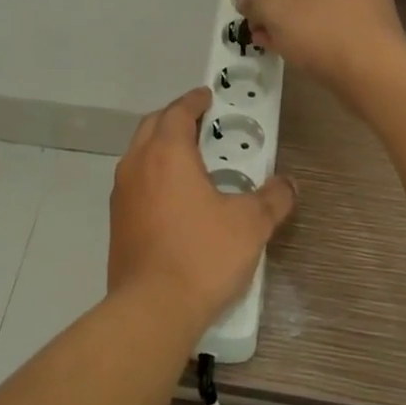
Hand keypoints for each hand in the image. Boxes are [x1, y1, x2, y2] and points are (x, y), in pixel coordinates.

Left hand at [108, 87, 295, 331]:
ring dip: (160, 147)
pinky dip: (152, 175)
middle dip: (174, 119)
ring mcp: (122, 195)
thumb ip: (273, 198)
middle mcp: (137, 166)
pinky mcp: (117, 222)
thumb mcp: (251, 225)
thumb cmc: (203, 255)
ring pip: (138, 155)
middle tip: (200, 123)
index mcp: (167, 154)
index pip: (178, 112)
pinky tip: (174, 198)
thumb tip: (288, 185)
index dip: (194, 101)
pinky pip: (135, 183)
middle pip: (152, 127)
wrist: (153, 308)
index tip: (207, 96)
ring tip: (189, 159)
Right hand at [234, 0, 405, 94]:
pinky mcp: (370, 23)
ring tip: (259, 34)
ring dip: (283, 13)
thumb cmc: (322, 31)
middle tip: (248, 13)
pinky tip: (282, 45)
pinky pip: (329, 16)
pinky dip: (305, 25)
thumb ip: (253, 0)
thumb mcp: (276, 12)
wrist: (375, 74)